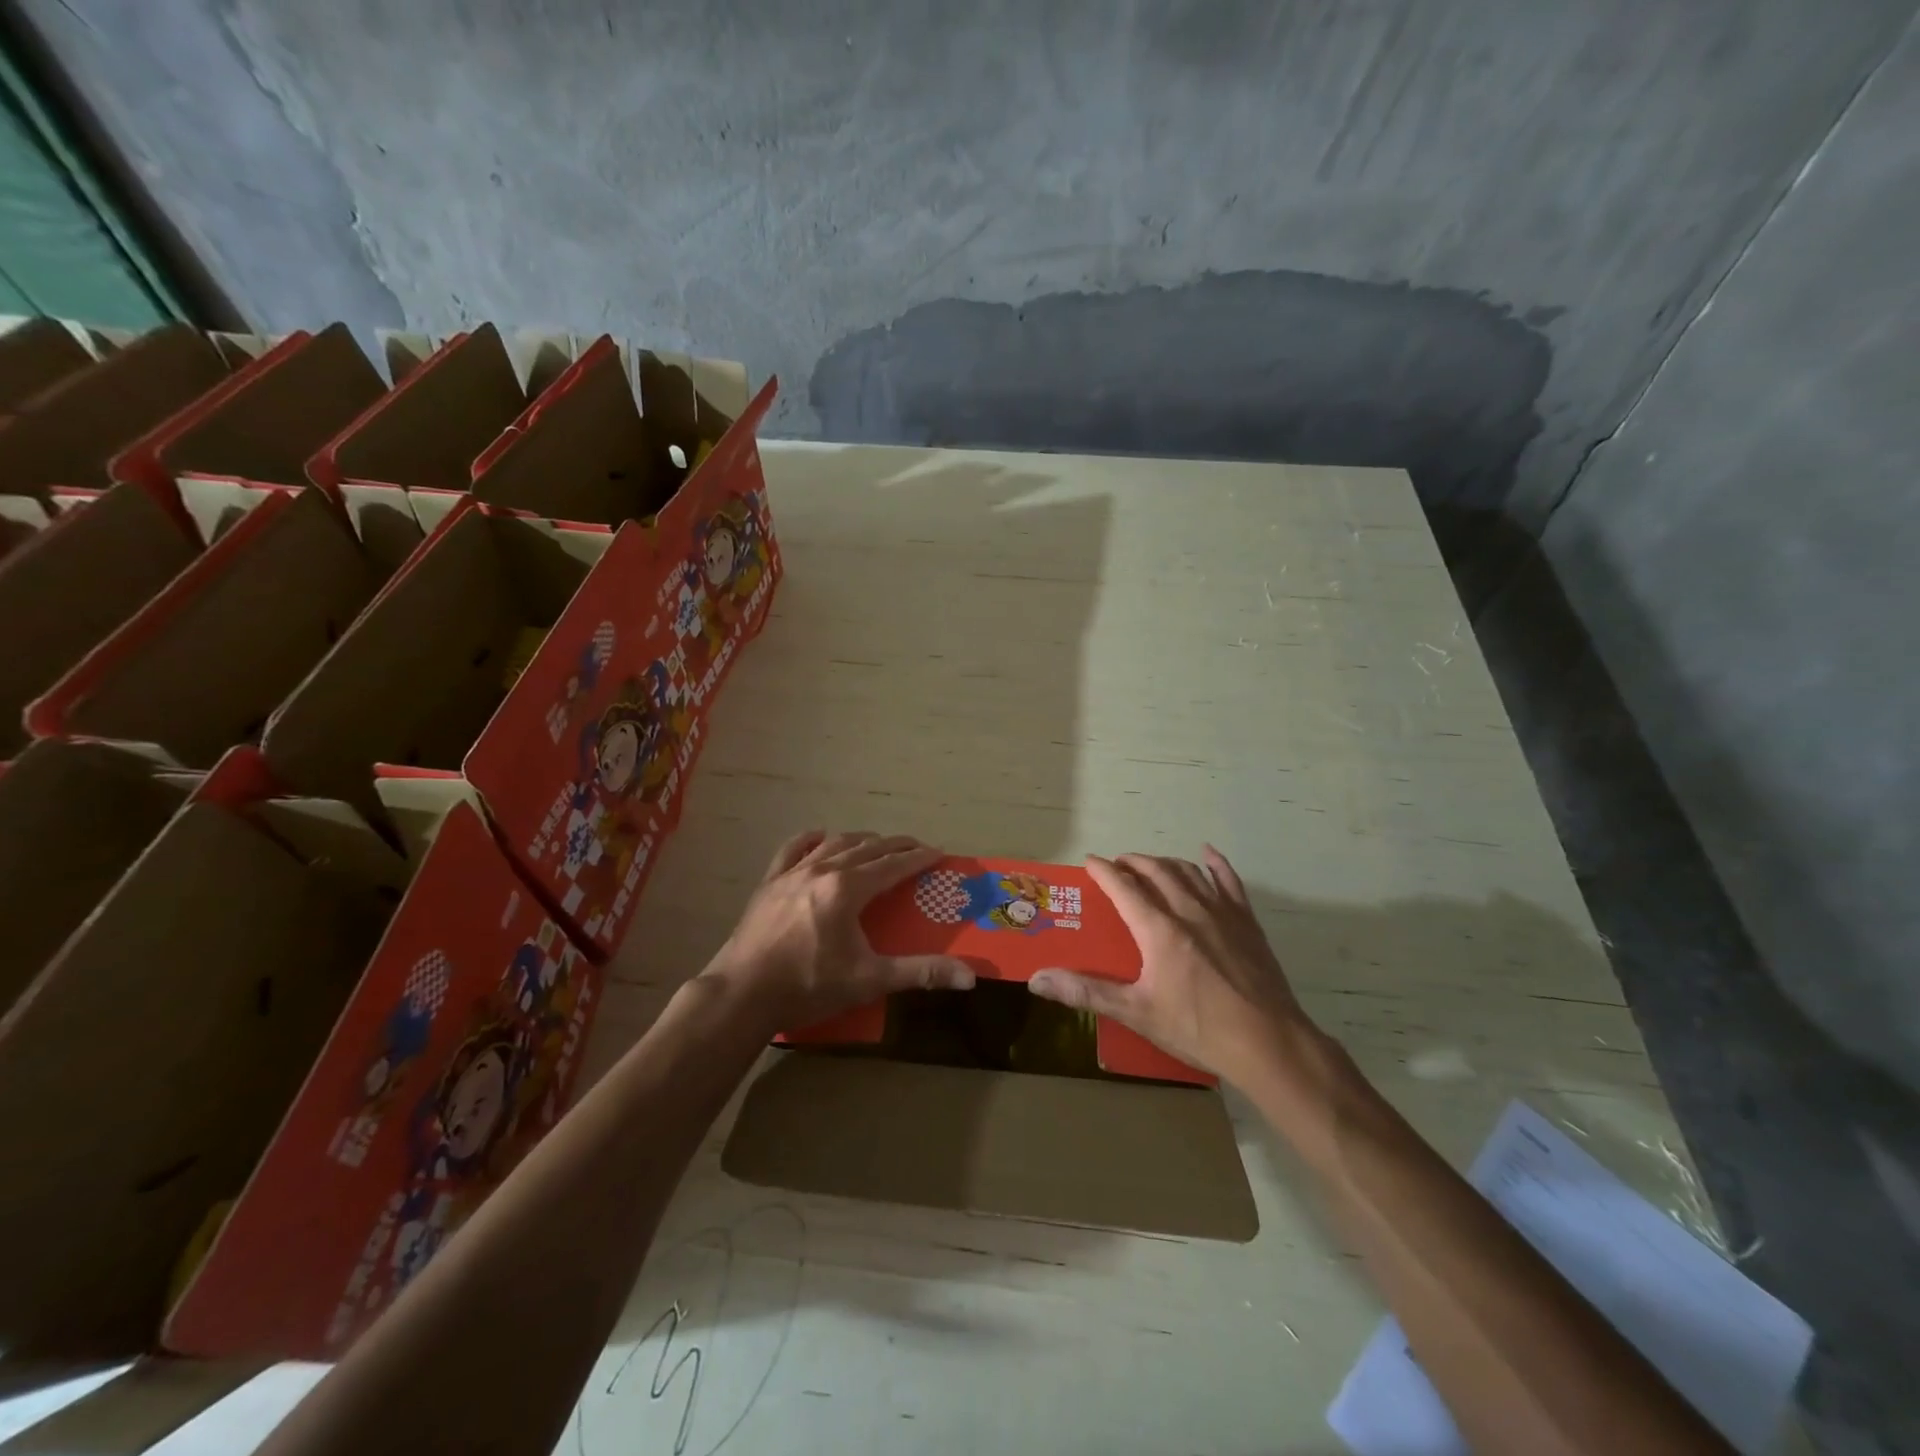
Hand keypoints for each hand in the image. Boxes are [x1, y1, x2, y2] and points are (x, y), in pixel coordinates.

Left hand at [704, 831, 975, 1031]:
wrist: (742, 994)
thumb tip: (970, 976)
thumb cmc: (809, 986)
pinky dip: (810, 840)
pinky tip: (819, 837)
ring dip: (860, 840)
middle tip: (915, 848)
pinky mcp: (769, 884)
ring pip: (834, 844)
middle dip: (895, 846)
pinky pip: (792, 850)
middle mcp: (823, 870)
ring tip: (876, 843)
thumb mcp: (870, 980)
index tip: (938, 853)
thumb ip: (920, 973)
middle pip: (867, 848)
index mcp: (848, 889)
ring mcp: (792, 873)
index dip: (918, 858)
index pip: (893, 865)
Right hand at [1027, 847, 1317, 1086]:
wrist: (1268, 1042)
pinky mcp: (1246, 922)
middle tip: (1117, 866)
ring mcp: (1221, 912)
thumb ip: (1087, 992)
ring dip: (1164, 863)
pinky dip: (1215, 864)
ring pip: (1188, 872)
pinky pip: (1229, 881)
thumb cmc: (1197, 1028)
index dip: (1104, 871)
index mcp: (1159, 929)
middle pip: (1155, 871)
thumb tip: (1038, 979)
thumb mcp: (1137, 1013)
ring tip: (1150, 866)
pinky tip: (1207, 854)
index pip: (1123, 887)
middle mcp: (1188, 909)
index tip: (1089, 862)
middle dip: (1133, 862)